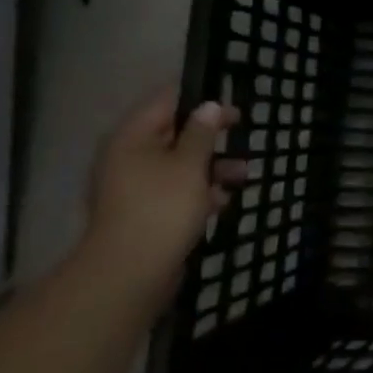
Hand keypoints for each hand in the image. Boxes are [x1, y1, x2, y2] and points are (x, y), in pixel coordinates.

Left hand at [79, 88, 244, 289]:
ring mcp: (135, 188)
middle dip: (210, 138)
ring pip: (179, 165)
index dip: (199, 98)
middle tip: (242, 135)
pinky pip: (175, 192)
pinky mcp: (145, 213)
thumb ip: (202, 132)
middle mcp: (129, 157)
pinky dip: (199, 193)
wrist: (130, 273)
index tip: (230, 104)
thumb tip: (209, 106)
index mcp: (132, 137)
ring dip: (211, 167)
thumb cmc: (162, 207)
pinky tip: (222, 202)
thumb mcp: (190, 164)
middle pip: (174, 134)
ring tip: (243, 175)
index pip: (165, 101)